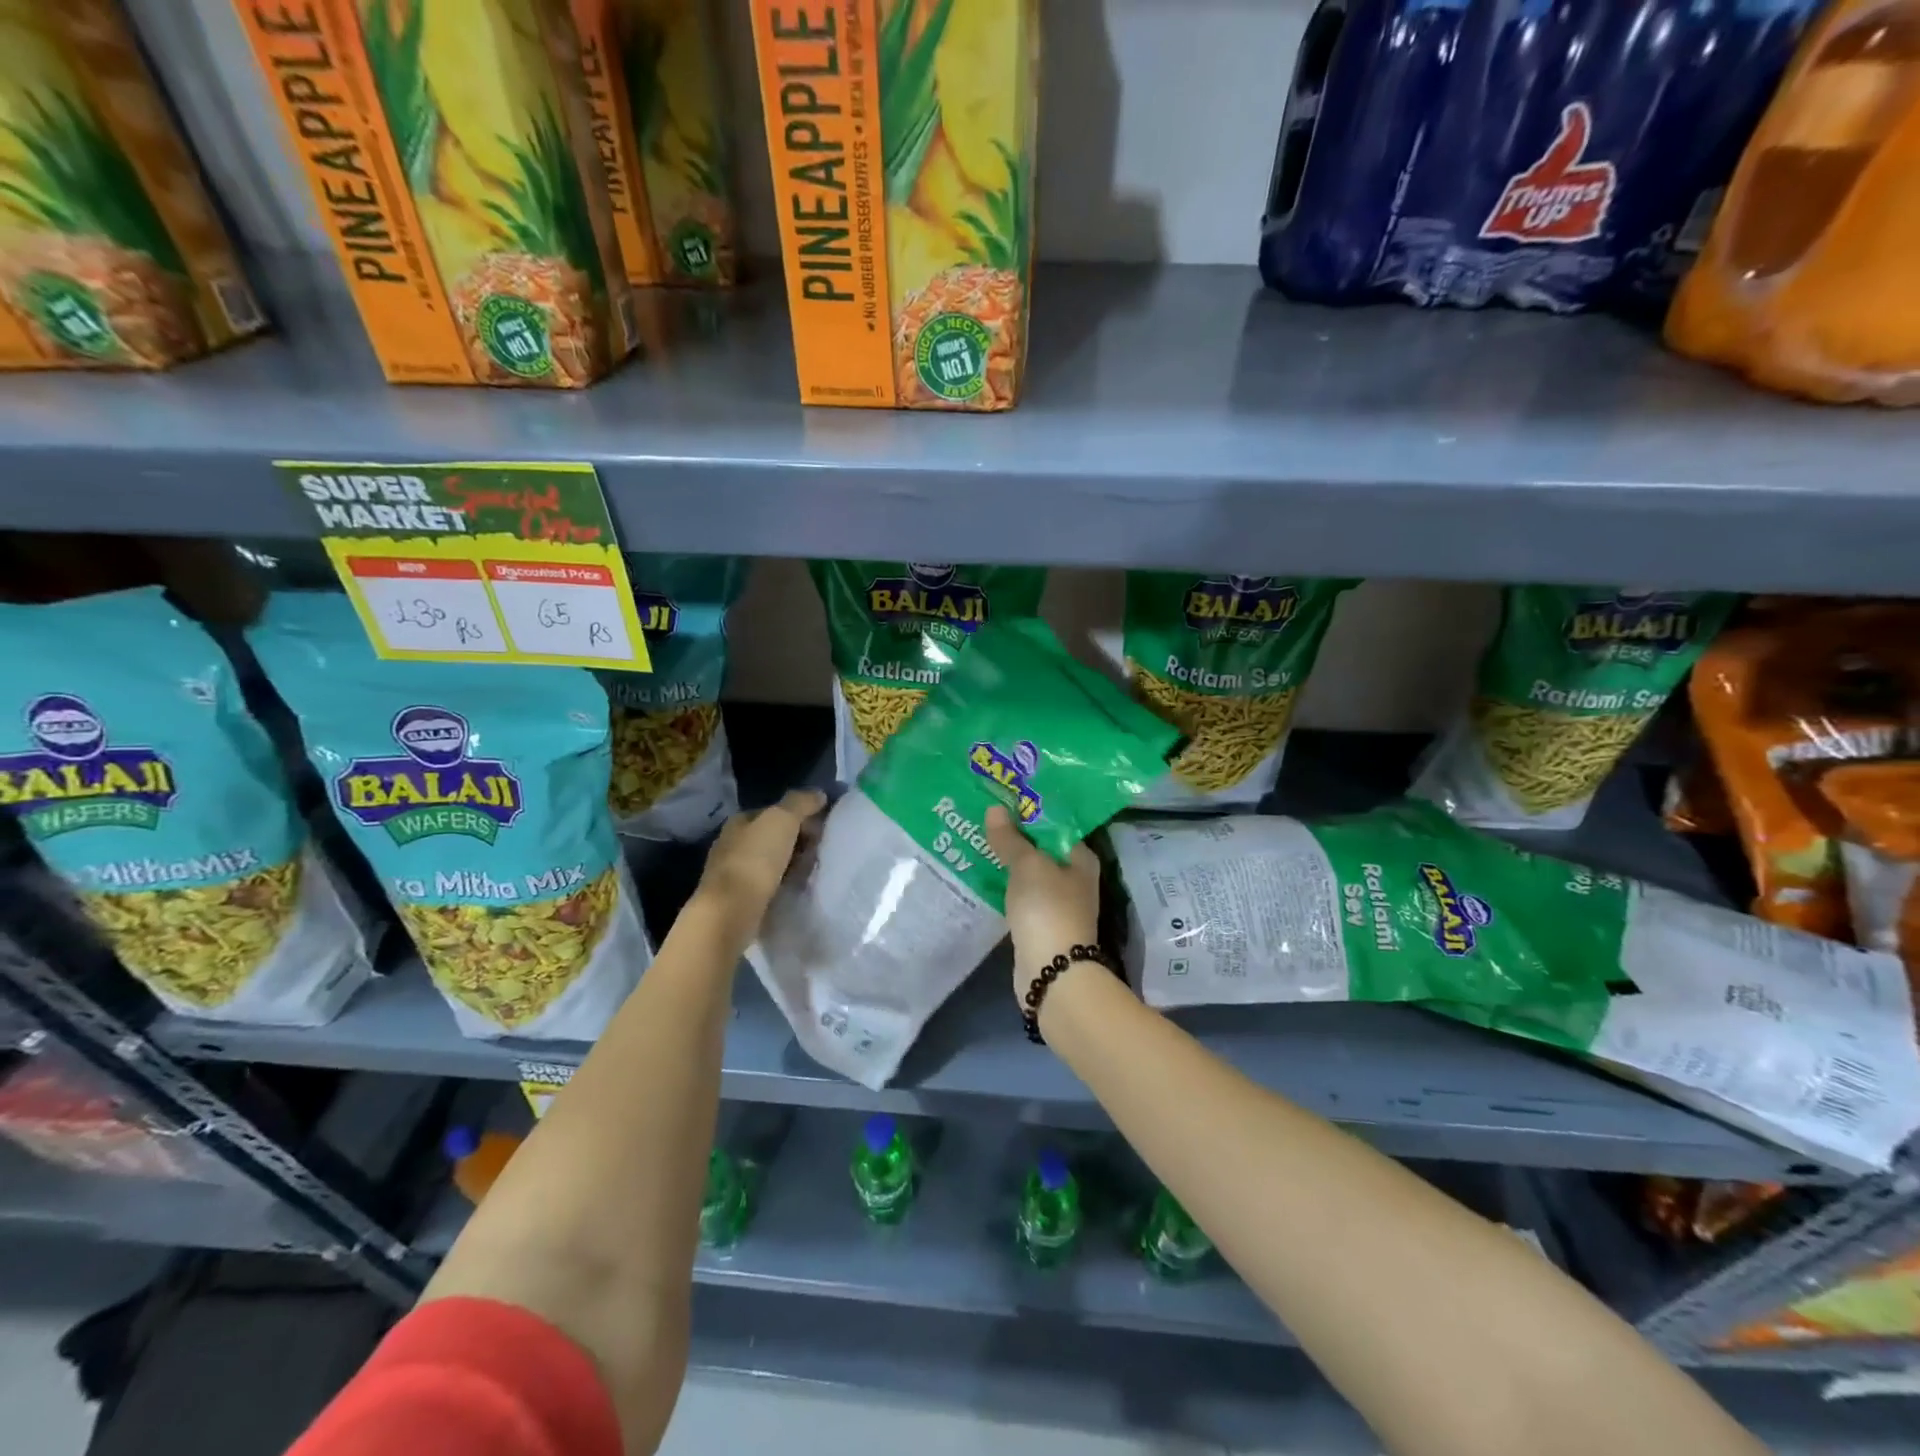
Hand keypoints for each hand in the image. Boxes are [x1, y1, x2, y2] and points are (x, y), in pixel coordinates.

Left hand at [694, 790, 826, 939]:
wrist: (731, 912)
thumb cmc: (755, 860)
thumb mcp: (782, 820)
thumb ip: (800, 803)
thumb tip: (818, 794)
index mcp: (739, 822)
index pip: (773, 811)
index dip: (798, 815)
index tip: (821, 826)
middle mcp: (732, 844)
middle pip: (772, 836)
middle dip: (796, 840)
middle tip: (820, 849)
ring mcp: (734, 873)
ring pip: (771, 861)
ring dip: (791, 863)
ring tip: (813, 870)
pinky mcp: (739, 899)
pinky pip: (768, 884)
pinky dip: (783, 883)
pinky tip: (796, 888)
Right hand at [985, 805, 1100, 1003]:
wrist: (1052, 972)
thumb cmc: (1047, 908)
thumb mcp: (1027, 865)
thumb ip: (1010, 838)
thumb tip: (995, 808)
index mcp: (1080, 859)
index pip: (1055, 825)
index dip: (1029, 811)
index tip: (1001, 799)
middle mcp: (1073, 878)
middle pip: (1040, 848)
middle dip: (1013, 835)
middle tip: (982, 817)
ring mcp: (1056, 903)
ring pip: (1028, 873)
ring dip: (1006, 861)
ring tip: (975, 840)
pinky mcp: (1039, 923)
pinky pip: (1019, 895)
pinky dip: (1004, 885)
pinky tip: (981, 875)